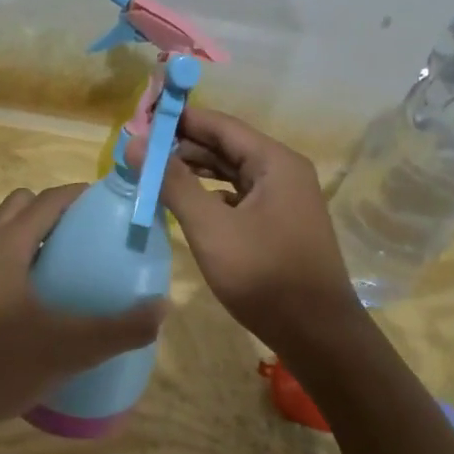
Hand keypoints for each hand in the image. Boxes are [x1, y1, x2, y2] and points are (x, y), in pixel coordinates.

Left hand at [0, 185, 165, 453]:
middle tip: (92, 232)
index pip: (47, 199)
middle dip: (57, 209)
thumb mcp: (70, 347)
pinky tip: (47, 297)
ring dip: (39, 234)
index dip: (81, 194)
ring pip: (8, 232)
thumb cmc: (2, 365)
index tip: (113, 203)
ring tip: (75, 262)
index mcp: (6, 245)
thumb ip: (120, 328)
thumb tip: (163, 307)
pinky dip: (25, 258)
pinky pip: (1, 258)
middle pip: (23, 205)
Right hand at [142, 107, 361, 345]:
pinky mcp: (279, 223)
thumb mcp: (210, 227)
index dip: (180, 119)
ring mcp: (284, 198)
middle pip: (226, 146)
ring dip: (195, 171)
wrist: (317, 334)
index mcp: (274, 161)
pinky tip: (187, 203)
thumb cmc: (264, 275)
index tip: (141, 119)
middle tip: (140, 149)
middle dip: (184, 146)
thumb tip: (135, 143)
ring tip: (155, 173)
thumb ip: (173, 183)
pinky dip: (211, 195)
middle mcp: (283, 171)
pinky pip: (239, 196)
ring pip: (232, 172)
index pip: (220, 124)